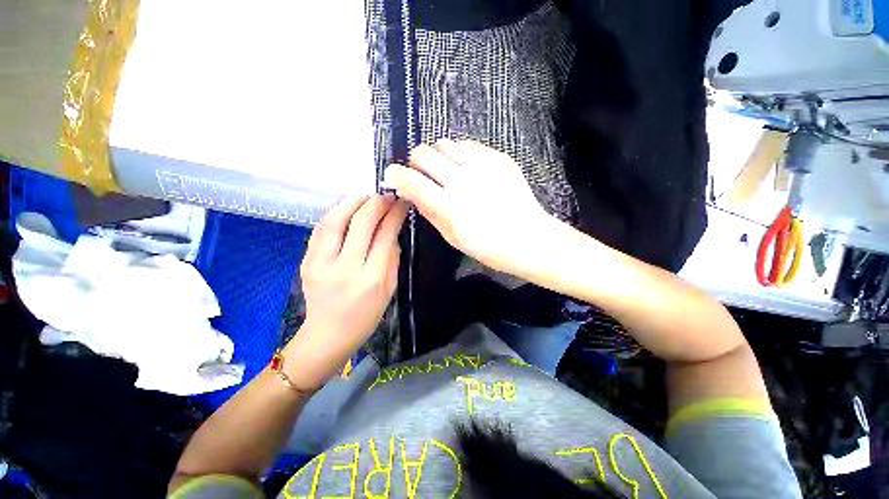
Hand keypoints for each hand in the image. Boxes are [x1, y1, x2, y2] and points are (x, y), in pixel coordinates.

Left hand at [286, 195, 406, 388]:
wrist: (328, 334)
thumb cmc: (366, 315)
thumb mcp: (389, 289)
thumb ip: (392, 258)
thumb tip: (392, 230)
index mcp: (371, 279)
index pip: (384, 236)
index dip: (394, 214)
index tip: (402, 203)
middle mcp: (345, 268)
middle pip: (361, 223)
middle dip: (376, 203)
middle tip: (387, 195)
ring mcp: (321, 264)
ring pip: (336, 220)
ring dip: (353, 202)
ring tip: (367, 196)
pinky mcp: (306, 261)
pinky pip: (321, 229)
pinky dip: (336, 213)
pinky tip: (347, 208)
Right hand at [383, 140, 553, 274]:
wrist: (528, 238)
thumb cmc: (487, 246)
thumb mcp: (451, 236)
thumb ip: (428, 210)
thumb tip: (408, 190)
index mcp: (449, 206)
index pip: (410, 179)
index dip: (396, 174)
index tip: (394, 176)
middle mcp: (462, 181)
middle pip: (423, 153)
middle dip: (416, 162)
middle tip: (423, 174)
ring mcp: (482, 166)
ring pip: (444, 143)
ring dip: (438, 156)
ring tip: (446, 170)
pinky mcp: (498, 158)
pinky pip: (468, 144)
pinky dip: (459, 154)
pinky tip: (467, 169)